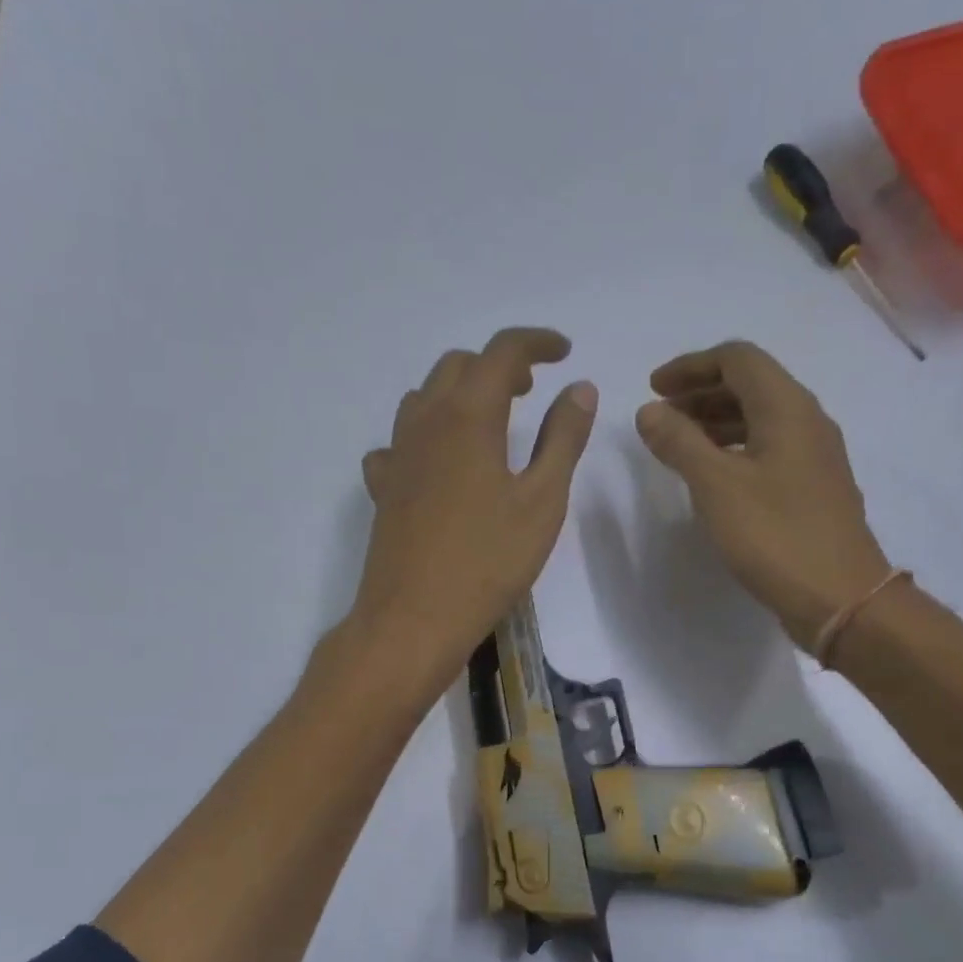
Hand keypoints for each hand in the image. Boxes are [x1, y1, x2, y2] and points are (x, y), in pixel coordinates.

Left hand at [351, 327, 597, 683]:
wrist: (414, 618)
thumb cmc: (488, 561)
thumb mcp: (542, 500)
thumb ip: (563, 438)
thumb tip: (579, 388)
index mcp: (469, 416)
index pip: (501, 352)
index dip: (535, 342)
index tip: (563, 352)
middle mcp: (426, 423)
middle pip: (457, 366)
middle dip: (497, 365)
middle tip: (530, 389)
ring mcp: (397, 455)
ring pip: (424, 397)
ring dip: (459, 393)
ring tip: (490, 421)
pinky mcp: (383, 488)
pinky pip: (400, 442)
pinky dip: (425, 435)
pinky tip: (440, 464)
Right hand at [635, 341, 890, 652]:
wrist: (839, 597)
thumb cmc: (775, 535)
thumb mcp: (716, 486)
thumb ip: (680, 443)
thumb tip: (649, 411)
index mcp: (787, 408)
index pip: (738, 359)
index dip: (691, 366)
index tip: (653, 389)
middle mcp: (807, 421)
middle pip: (751, 385)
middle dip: (700, 392)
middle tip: (660, 416)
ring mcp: (814, 456)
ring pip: (759, 418)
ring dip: (715, 421)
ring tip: (678, 444)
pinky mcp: (813, 487)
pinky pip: (768, 448)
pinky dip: (734, 449)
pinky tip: (713, 476)